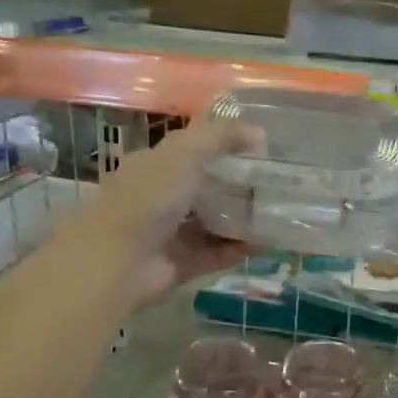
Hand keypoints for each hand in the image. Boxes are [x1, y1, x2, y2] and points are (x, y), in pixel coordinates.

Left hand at [73, 113, 258, 307]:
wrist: (118, 262)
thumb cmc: (148, 198)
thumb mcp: (184, 154)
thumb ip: (221, 137)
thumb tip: (259, 133)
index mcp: (154, 165)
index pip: (192, 150)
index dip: (224, 146)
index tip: (261, 149)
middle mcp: (161, 197)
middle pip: (206, 187)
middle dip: (239, 184)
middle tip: (277, 182)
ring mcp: (171, 232)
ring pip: (213, 222)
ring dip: (243, 218)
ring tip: (278, 212)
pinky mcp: (182, 263)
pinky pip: (217, 253)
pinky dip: (240, 248)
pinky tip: (269, 243)